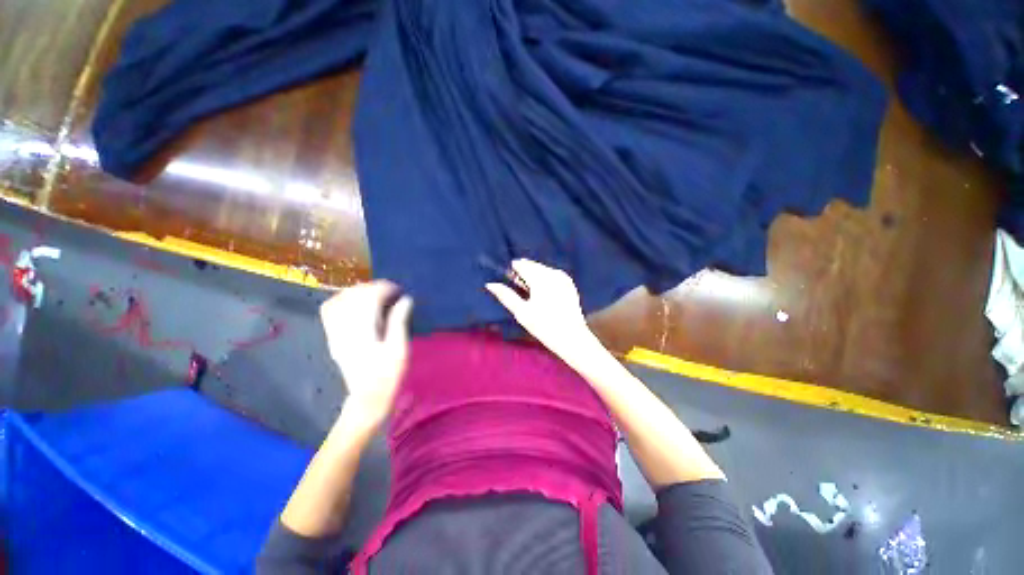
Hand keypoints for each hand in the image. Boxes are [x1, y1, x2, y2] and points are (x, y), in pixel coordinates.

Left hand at [320, 280, 412, 429]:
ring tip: (374, 295)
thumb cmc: (388, 374)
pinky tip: (356, 303)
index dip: (383, 288)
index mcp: (362, 331)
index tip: (398, 289)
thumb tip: (405, 299)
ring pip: (339, 300)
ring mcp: (335, 333)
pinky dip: (342, 300)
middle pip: (352, 296)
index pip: (367, 298)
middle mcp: (344, 329)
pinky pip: (330, 311)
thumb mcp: (399, 348)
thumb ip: (399, 321)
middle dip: (371, 288)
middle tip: (390, 292)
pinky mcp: (333, 338)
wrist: (367, 397)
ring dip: (357, 292)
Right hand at [485, 259, 596, 360]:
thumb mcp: (521, 312)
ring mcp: (563, 278)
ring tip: (529, 289)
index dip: (513, 269)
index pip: (523, 265)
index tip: (508, 277)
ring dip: (534, 274)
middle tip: (518, 285)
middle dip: (524, 271)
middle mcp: (553, 274)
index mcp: (540, 279)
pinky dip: (545, 277)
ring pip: (543, 269)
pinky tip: (542, 290)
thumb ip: (506, 296)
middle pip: (533, 265)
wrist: (572, 338)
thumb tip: (490, 284)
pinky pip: (553, 274)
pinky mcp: (569, 284)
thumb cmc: (544, 326)